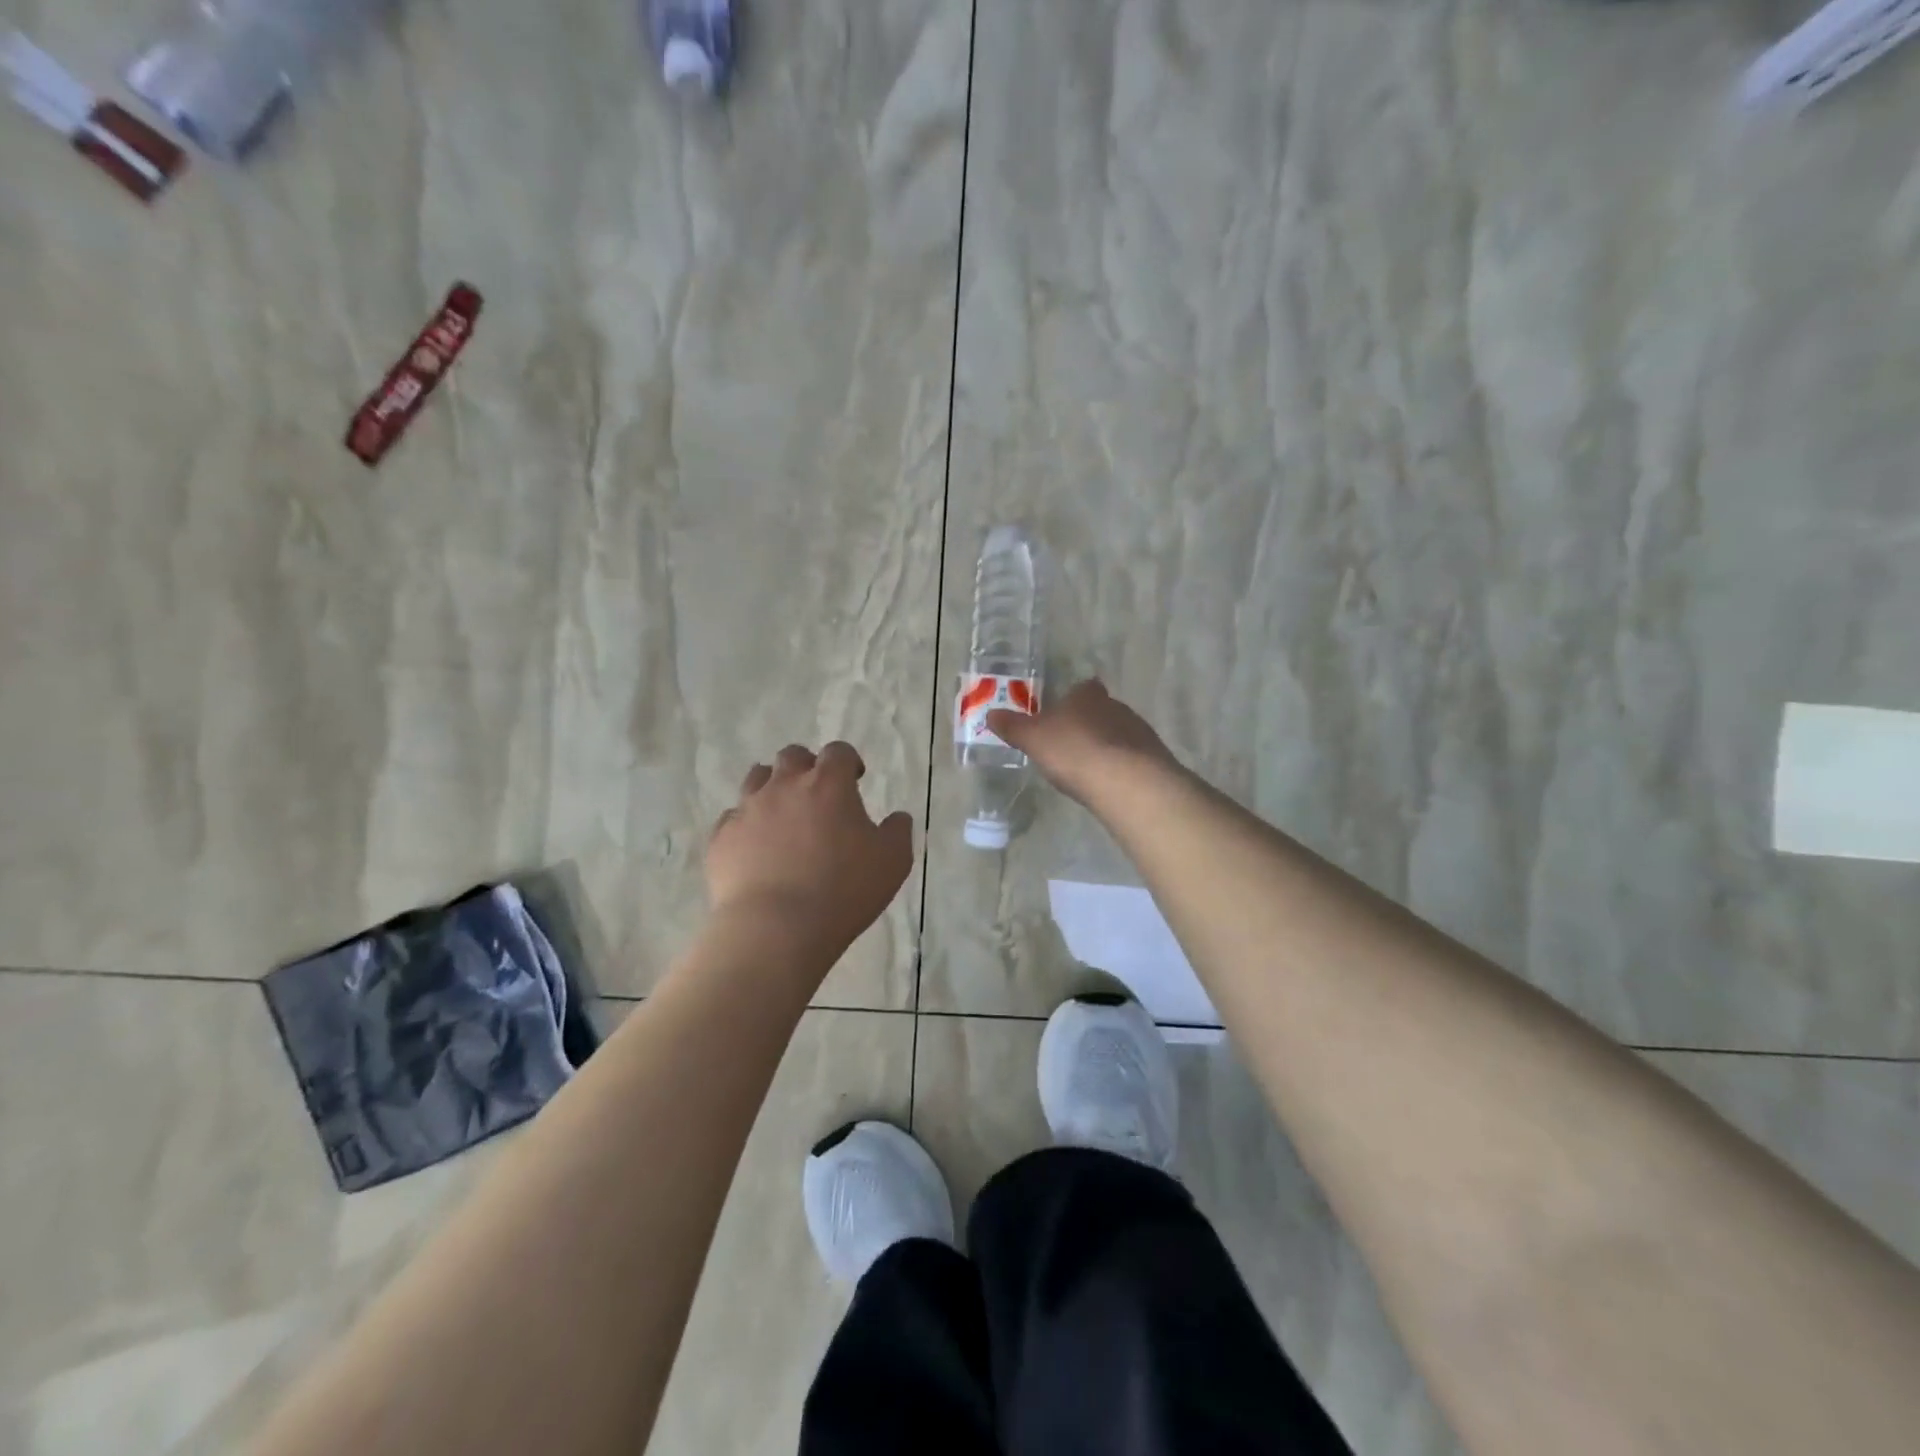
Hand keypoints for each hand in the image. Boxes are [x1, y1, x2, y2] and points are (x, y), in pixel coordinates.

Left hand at [706, 742, 914, 962]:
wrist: (775, 928)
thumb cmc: (843, 890)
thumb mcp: (893, 862)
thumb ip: (898, 832)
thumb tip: (897, 817)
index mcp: (828, 785)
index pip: (838, 752)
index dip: (847, 761)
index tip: (854, 779)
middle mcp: (785, 786)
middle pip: (792, 756)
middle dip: (807, 767)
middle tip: (817, 795)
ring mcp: (748, 809)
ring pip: (756, 778)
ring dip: (772, 788)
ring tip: (783, 816)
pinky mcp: (722, 838)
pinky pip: (733, 818)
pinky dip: (746, 825)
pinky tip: (755, 848)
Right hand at [987, 679, 1179, 809]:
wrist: (1126, 781)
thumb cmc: (1073, 751)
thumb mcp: (1033, 739)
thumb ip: (1013, 726)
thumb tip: (991, 714)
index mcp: (1086, 695)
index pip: (1082, 688)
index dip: (1072, 700)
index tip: (1061, 716)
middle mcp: (1115, 705)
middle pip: (1100, 709)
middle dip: (1088, 724)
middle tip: (1070, 745)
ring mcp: (1138, 730)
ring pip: (1118, 732)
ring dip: (1106, 745)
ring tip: (1090, 768)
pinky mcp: (1153, 756)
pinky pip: (1132, 756)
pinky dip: (1121, 764)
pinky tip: (1109, 782)